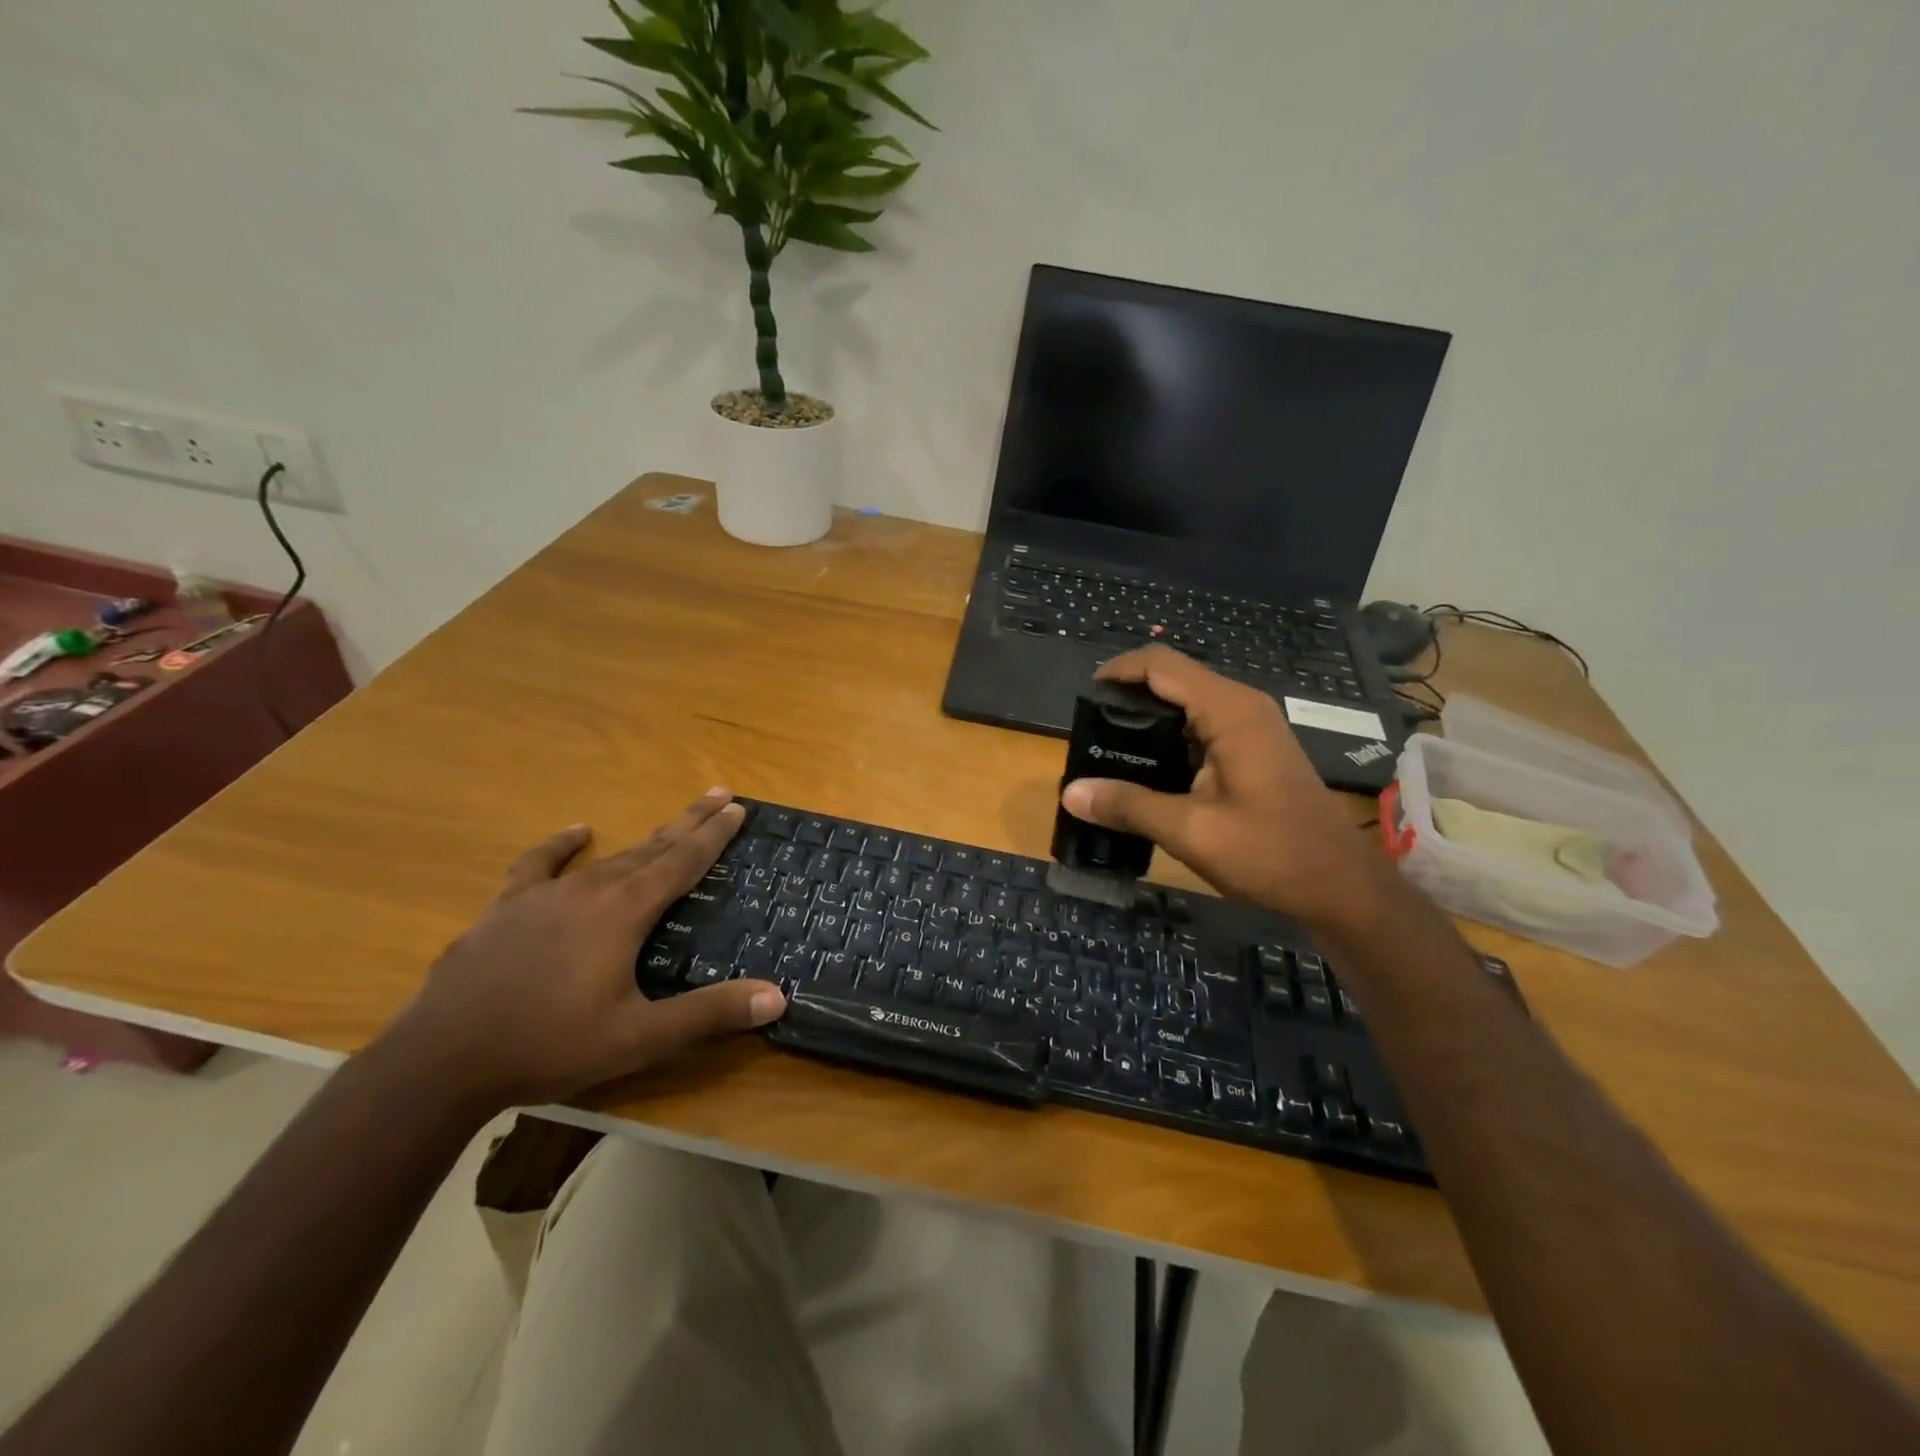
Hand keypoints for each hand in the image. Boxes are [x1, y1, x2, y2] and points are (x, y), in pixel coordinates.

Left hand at [382, 789, 783, 1110]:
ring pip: (608, 857)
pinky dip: (561, 846)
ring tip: (669, 825)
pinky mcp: (505, 910)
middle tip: (719, 795)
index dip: (713, 835)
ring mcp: (543, 896)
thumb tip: (777, 996)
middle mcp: (590, 890)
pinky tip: (576, 833)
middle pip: (652, 847)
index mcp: (624, 912)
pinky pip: (539, 865)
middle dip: (689, 822)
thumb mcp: (639, 1038)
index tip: (737, 806)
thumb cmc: (549, 1046)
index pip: (682, 862)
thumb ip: (709, 1014)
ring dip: (645, 838)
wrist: (440, 1061)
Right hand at [1060, 647, 1380, 923]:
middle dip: (1129, 696)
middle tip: (1091, 731)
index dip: (1118, 670)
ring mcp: (1253, 727)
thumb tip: (1070, 792)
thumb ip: (1128, 805)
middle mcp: (1242, 706)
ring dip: (1150, 718)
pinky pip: (1204, 726)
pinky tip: (1150, 769)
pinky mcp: (1256, 749)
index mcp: (1229, 710)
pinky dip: (1171, 737)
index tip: (1083, 696)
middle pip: (1174, 678)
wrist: (1341, 887)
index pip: (1161, 665)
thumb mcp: (1190, 831)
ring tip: (1110, 749)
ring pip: (1188, 703)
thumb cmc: (1270, 853)